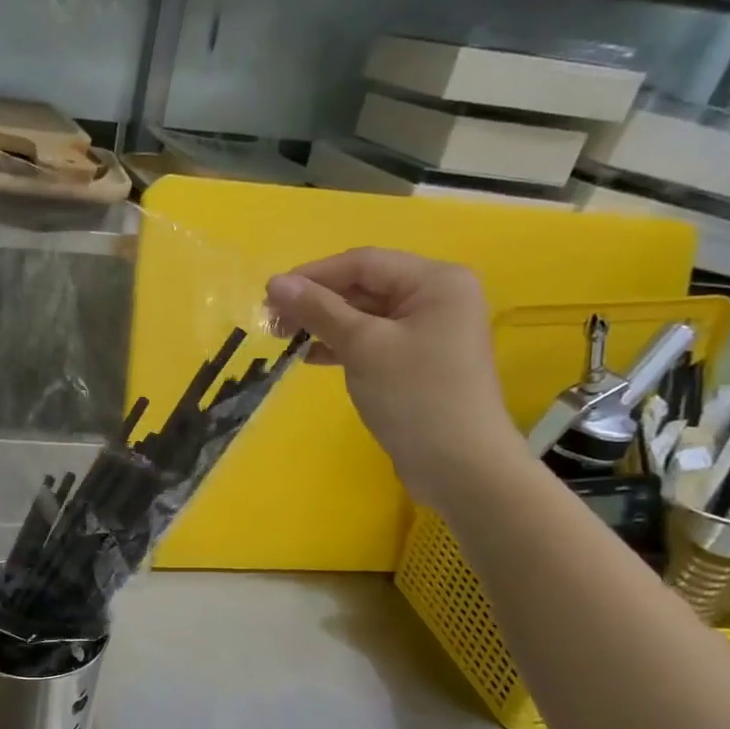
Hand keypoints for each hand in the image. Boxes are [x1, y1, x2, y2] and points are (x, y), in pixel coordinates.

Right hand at [265, 248, 528, 509]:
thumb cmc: (414, 396)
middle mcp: (437, 297)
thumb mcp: (362, 346)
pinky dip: (342, 344)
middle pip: (365, 285)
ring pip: (365, 314)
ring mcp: (430, 331)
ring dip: (324, 323)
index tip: (269, 296)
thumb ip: (319, 310)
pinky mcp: (419, 361)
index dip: (313, 275)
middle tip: (273, 322)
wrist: (459, 466)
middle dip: (316, 301)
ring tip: (285, 339)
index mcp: (435, 281)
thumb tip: (276, 282)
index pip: (363, 263)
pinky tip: (312, 357)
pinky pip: (373, 339)